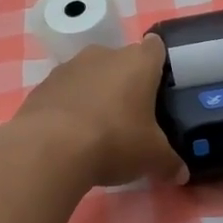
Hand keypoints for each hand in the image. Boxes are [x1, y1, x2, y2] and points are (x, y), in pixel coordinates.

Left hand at [12, 35, 187, 187]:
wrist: (48, 149)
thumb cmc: (114, 141)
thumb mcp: (152, 158)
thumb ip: (169, 163)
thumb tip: (181, 175)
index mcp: (138, 62)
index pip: (155, 47)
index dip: (159, 64)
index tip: (160, 86)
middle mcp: (103, 55)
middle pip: (121, 61)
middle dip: (126, 83)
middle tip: (132, 116)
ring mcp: (68, 67)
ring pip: (90, 75)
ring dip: (95, 94)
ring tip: (98, 129)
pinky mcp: (41, 86)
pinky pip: (63, 93)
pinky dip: (68, 108)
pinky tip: (70, 136)